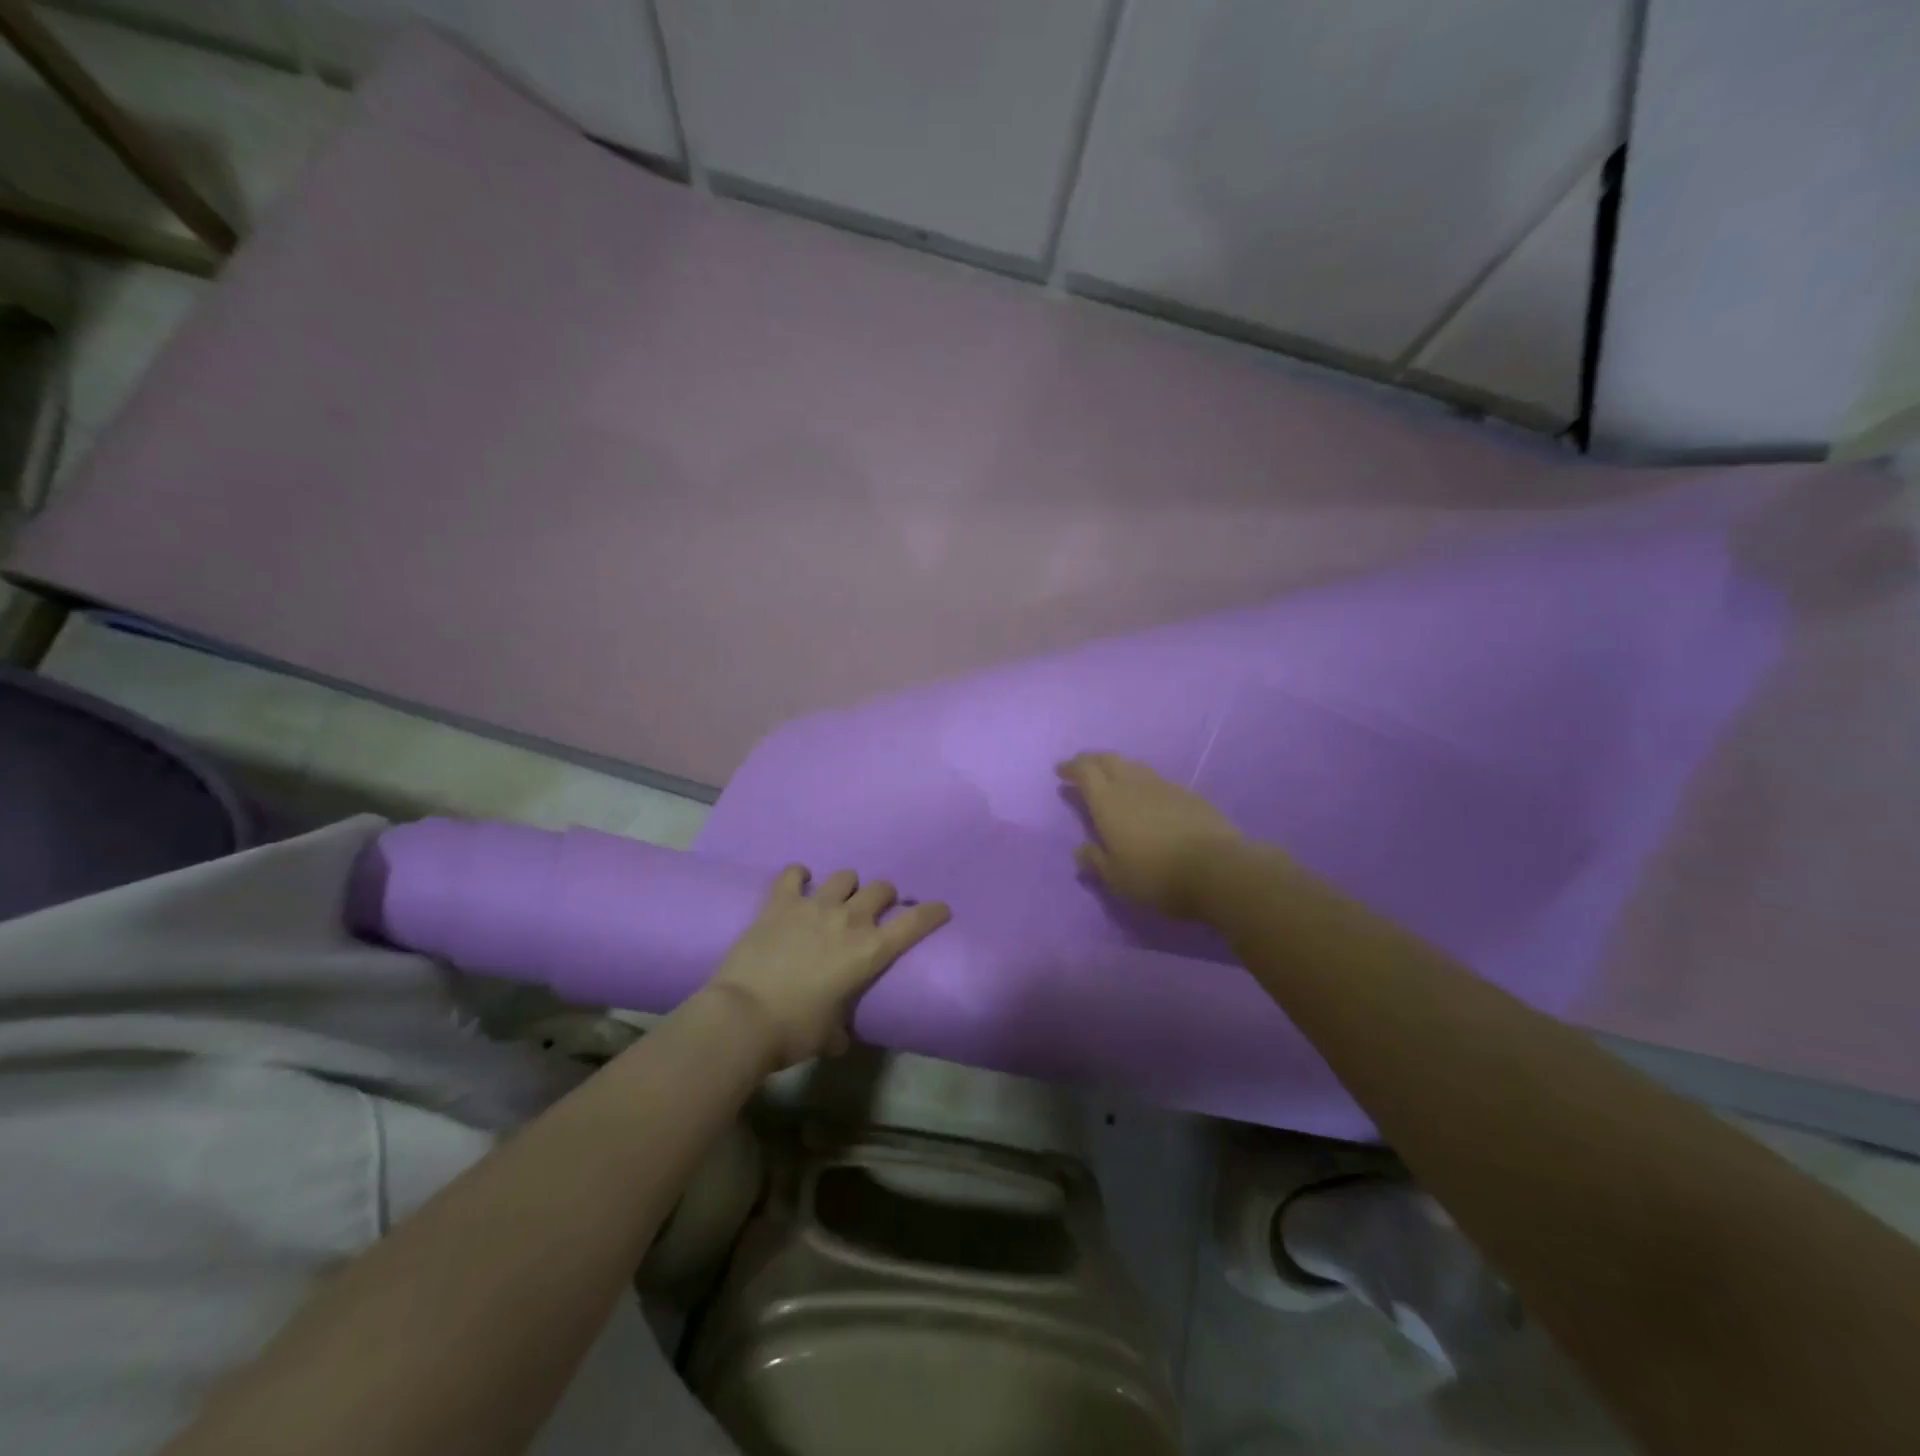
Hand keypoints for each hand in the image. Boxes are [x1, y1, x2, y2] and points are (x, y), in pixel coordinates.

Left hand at [707, 866, 950, 1067]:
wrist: (742, 1017)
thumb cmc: (794, 1031)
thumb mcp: (829, 1034)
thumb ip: (840, 1028)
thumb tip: (839, 1035)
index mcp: (871, 951)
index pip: (916, 922)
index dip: (933, 913)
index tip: (941, 909)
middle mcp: (850, 919)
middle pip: (881, 889)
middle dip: (884, 897)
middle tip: (875, 911)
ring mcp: (814, 905)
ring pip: (845, 876)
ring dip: (847, 886)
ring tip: (837, 899)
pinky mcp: (780, 901)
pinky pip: (794, 873)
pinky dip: (799, 876)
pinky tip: (798, 884)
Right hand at [1057, 751, 1246, 920]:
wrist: (1217, 869)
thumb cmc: (1157, 877)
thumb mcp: (1117, 878)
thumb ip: (1095, 861)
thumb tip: (1080, 850)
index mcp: (1108, 802)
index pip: (1085, 772)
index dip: (1071, 768)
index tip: (1061, 771)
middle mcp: (1133, 785)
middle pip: (1108, 760)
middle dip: (1091, 760)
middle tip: (1081, 767)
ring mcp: (1163, 786)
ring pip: (1133, 766)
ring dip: (1117, 767)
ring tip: (1112, 777)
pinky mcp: (1188, 794)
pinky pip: (1156, 779)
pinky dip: (1142, 781)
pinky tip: (1146, 795)